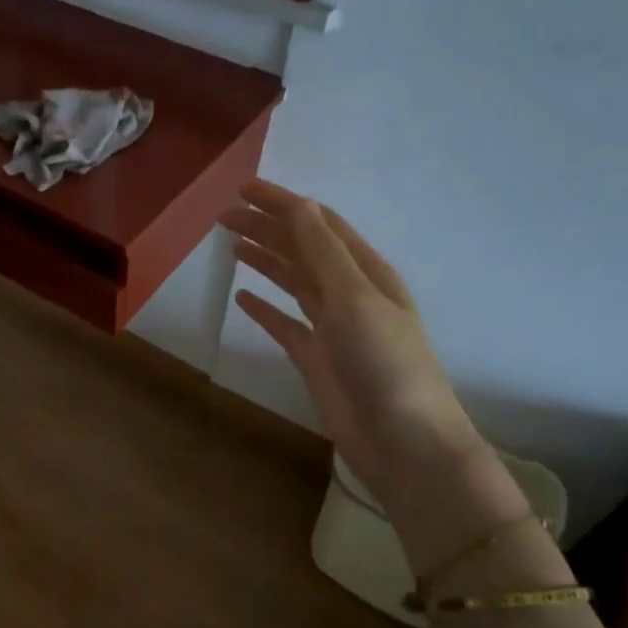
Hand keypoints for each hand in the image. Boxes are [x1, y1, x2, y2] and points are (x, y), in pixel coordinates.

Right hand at [220, 179, 482, 494]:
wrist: (402, 440)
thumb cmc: (385, 363)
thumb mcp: (356, 298)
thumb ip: (324, 253)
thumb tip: (301, 206)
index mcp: (366, 272)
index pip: (319, 224)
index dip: (284, 203)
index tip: (244, 188)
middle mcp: (349, 293)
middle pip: (302, 249)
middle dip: (266, 228)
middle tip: (224, 215)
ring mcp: (331, 327)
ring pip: (292, 282)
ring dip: (265, 260)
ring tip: (231, 243)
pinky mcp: (315, 358)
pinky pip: (284, 324)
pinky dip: (264, 309)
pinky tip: (243, 297)